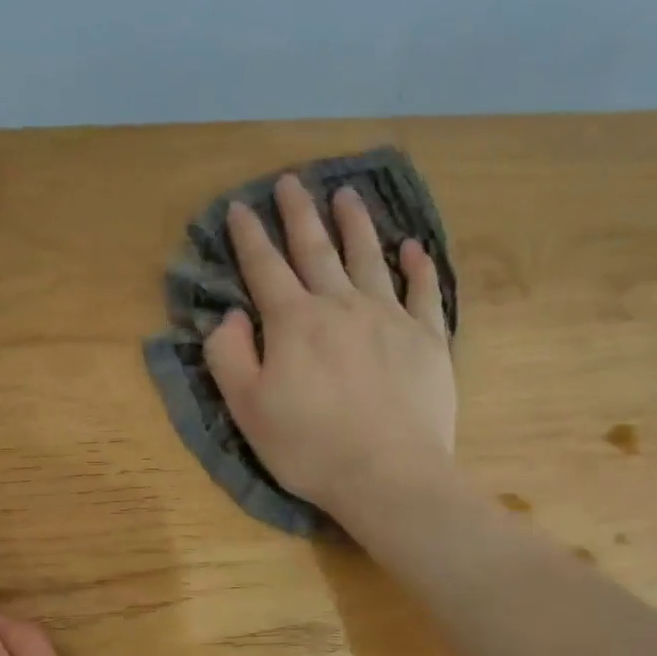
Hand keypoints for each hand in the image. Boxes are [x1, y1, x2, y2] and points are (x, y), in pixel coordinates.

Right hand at [204, 174, 457, 516]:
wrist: (388, 474)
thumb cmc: (309, 447)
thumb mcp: (247, 409)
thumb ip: (229, 355)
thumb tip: (231, 315)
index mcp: (294, 322)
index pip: (264, 267)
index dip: (249, 236)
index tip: (240, 207)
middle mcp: (341, 306)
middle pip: (316, 249)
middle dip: (299, 213)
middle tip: (291, 181)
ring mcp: (389, 318)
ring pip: (369, 258)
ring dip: (355, 224)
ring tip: (347, 195)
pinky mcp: (427, 339)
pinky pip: (423, 292)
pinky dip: (418, 266)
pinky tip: (413, 248)